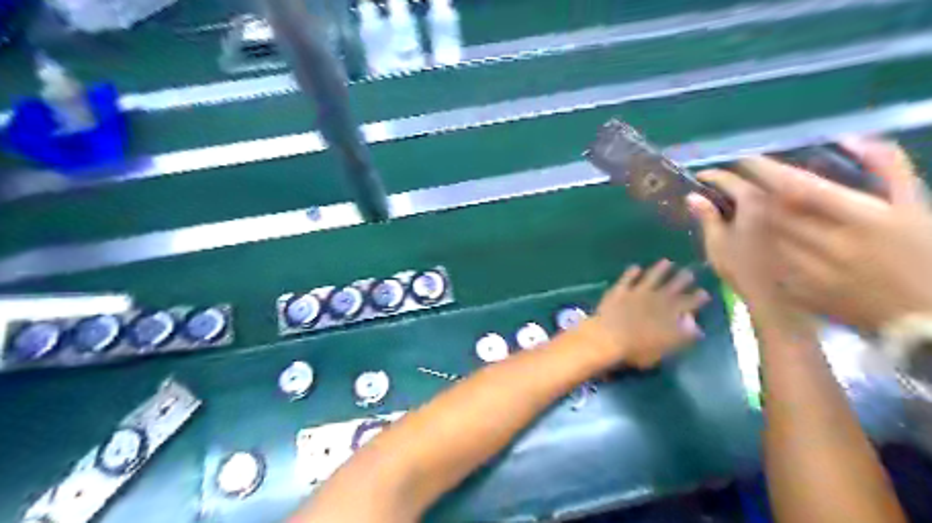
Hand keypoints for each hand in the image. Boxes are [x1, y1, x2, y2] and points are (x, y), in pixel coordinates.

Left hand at [593, 259, 711, 367]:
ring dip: (660, 269)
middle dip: (682, 279)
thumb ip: (681, 335)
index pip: (689, 303)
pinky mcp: (620, 290)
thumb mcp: (664, 347)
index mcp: (670, 313)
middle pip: (673, 286)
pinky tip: (635, 267)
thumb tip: (695, 325)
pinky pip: (627, 278)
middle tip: (689, 272)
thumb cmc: (637, 349)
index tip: (704, 292)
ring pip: (652, 277)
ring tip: (666, 262)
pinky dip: (632, 272)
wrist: (608, 337)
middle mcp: (657, 298)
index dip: (698, 298)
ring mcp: (637, 292)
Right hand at [683, 170, 817, 336]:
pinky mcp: (801, 219)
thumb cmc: (742, 271)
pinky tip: (755, 209)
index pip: (729, 177)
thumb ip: (707, 217)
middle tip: (715, 187)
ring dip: (751, 185)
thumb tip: (693, 196)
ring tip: (734, 196)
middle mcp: (777, 197)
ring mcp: (792, 207)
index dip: (710, 176)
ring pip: (770, 185)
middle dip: (733, 177)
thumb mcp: (716, 244)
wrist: (779, 296)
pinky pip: (781, 198)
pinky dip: (766, 198)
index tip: (699, 177)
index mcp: (753, 200)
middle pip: (753, 176)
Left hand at [744, 137, 931, 327]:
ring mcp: (815, 273)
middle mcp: (832, 245)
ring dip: (768, 224)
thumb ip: (887, 168)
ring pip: (771, 238)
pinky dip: (775, 251)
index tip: (746, 159)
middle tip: (762, 190)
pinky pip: (775, 263)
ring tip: (776, 218)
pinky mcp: (803, 293)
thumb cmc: (926, 255)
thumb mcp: (915, 206)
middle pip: (775, 213)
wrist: (926, 317)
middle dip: (764, 198)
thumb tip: (850, 138)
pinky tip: (783, 249)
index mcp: (864, 219)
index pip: (800, 189)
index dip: (767, 172)